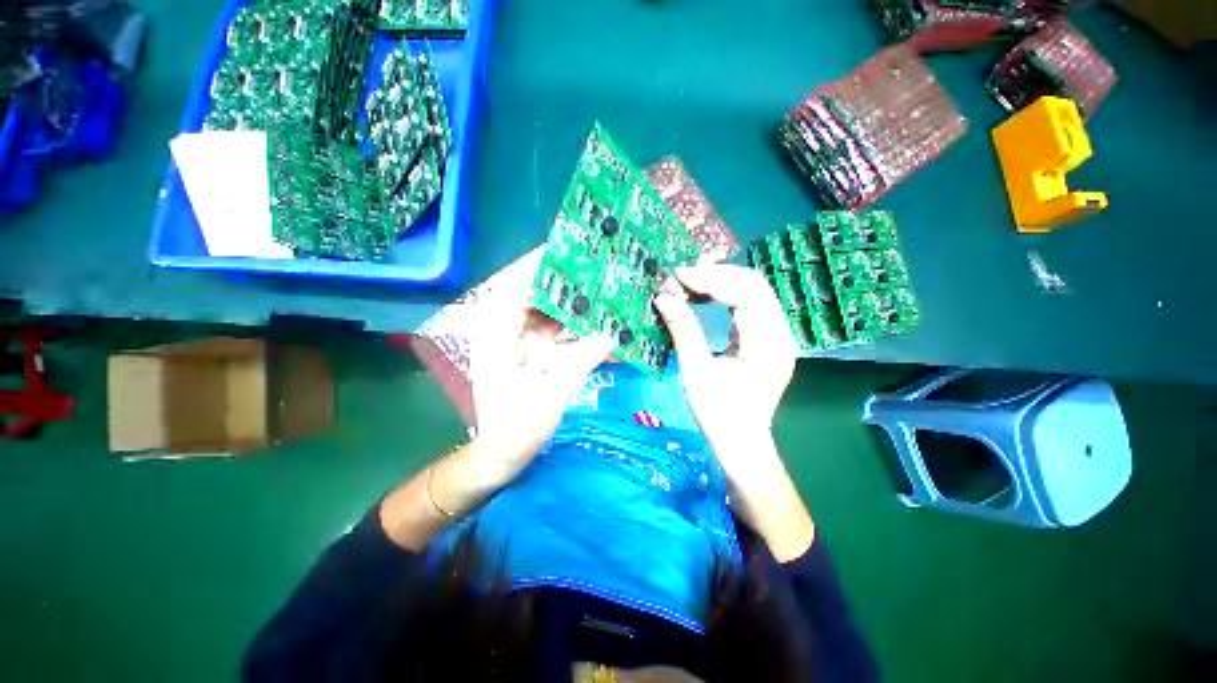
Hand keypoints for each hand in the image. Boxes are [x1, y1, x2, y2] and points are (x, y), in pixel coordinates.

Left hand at [469, 257, 613, 479]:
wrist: (503, 455)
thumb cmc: (517, 425)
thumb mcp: (552, 391)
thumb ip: (582, 360)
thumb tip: (611, 335)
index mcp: (499, 337)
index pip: (516, 290)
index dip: (536, 269)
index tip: (561, 251)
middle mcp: (507, 336)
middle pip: (534, 301)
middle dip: (560, 286)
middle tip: (590, 270)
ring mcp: (520, 348)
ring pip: (546, 319)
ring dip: (570, 308)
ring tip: (597, 292)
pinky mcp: (533, 359)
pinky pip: (553, 337)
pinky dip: (572, 331)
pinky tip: (593, 325)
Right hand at [652, 264, 798, 466]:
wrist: (741, 443)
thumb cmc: (719, 416)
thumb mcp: (697, 373)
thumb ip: (683, 332)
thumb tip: (663, 298)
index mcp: (769, 343)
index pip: (747, 293)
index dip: (711, 279)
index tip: (678, 275)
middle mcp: (779, 332)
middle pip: (754, 284)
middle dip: (716, 275)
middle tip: (680, 276)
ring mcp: (775, 334)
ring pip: (752, 291)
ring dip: (719, 282)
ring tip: (687, 282)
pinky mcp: (765, 338)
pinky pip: (748, 304)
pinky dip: (723, 295)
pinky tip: (702, 296)